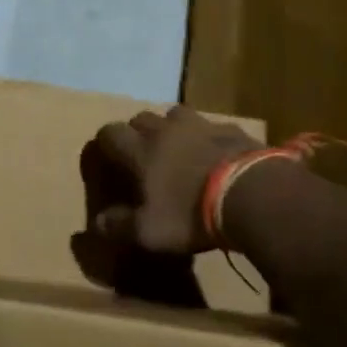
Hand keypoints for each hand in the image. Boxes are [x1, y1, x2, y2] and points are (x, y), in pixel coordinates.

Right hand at [77, 106, 261, 262]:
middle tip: (142, 155)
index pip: (111, 133)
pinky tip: (213, 154)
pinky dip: (205, 137)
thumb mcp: (150, 232)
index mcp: (141, 150)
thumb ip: (120, 226)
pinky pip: (210, 126)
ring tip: (177, 148)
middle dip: (137, 132)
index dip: (105, 142)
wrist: (249, 192)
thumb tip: (97, 223)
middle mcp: (165, 130)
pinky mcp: (229, 128)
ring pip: (175, 114)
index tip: (106, 156)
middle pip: (141, 118)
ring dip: (171, 128)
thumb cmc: (191, 213)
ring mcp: (199, 124)